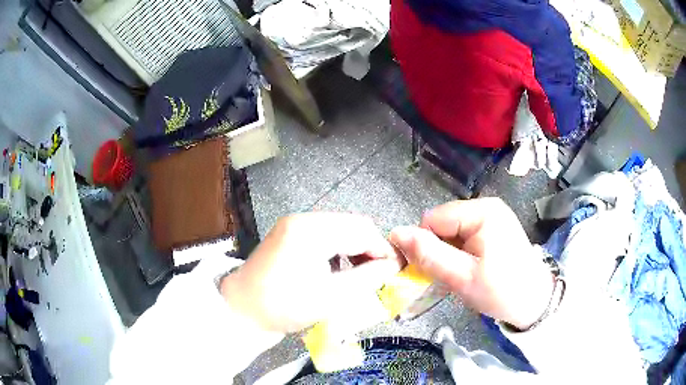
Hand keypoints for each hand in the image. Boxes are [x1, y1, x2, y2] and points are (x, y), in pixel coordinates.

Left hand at [220, 213, 402, 332]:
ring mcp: (293, 225)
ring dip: (354, 249)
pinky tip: (337, 270)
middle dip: (370, 249)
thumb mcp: (332, 296)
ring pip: (339, 230)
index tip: (395, 271)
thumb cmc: (284, 306)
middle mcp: (303, 219)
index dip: (383, 250)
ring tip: (359, 275)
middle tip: (378, 275)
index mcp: (312, 230)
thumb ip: (368, 277)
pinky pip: (324, 236)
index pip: (362, 230)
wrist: (241, 311)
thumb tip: (393, 265)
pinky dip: (338, 250)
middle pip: (351, 225)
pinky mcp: (288, 234)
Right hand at [389, 198, 553, 329]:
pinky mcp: (494, 226)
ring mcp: (492, 215)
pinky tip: (470, 268)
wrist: (534, 301)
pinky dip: (460, 253)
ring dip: (449, 253)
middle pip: (442, 223)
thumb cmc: (501, 291)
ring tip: (462, 274)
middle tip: (450, 276)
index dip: (425, 246)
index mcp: (482, 212)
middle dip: (439, 250)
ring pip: (451, 231)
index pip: (432, 219)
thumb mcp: (462, 278)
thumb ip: (429, 255)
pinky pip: (464, 235)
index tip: (431, 271)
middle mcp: (486, 206)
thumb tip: (396, 233)